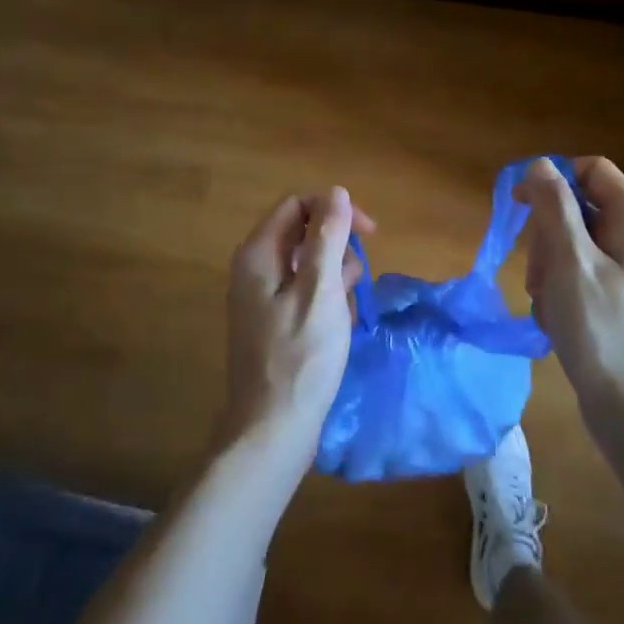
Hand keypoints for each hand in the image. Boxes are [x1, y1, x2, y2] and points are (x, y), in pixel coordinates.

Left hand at [219, 186, 374, 474]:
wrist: (271, 431)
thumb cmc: (300, 359)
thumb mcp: (320, 292)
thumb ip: (327, 238)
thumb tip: (336, 192)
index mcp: (258, 254)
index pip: (298, 205)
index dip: (335, 210)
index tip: (370, 233)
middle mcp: (254, 268)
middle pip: (304, 233)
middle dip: (337, 251)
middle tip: (352, 286)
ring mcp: (261, 297)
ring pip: (309, 266)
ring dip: (335, 280)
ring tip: (344, 315)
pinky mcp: (273, 321)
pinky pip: (305, 294)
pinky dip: (326, 303)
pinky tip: (338, 330)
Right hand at [517, 157, 623, 422]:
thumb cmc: (601, 330)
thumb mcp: (570, 261)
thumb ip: (554, 207)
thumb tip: (540, 164)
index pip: (590, 170)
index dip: (553, 180)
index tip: (522, 206)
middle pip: (577, 207)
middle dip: (547, 235)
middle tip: (539, 273)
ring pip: (571, 242)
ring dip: (548, 267)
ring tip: (547, 302)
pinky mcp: (619, 296)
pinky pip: (578, 272)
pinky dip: (560, 289)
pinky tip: (556, 318)